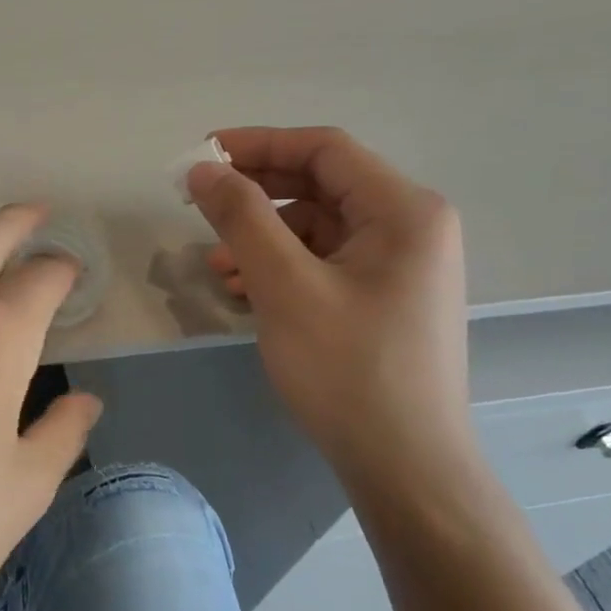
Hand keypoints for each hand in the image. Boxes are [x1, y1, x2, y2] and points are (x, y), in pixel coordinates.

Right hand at [187, 127, 472, 487]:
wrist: (404, 466)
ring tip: (217, 268)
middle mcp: (411, 227)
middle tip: (199, 205)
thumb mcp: (286, 286)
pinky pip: (324, 264)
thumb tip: (202, 169)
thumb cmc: (348, 369)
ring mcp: (400, 266)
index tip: (203, 155)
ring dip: (263, 238)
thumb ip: (243, 217)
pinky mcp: (384, 299)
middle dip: (256, 195)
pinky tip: (246, 293)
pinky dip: (282, 269)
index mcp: (404, 210)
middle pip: (321, 187)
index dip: (259, 144)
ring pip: (318, 229)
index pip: (324, 150)